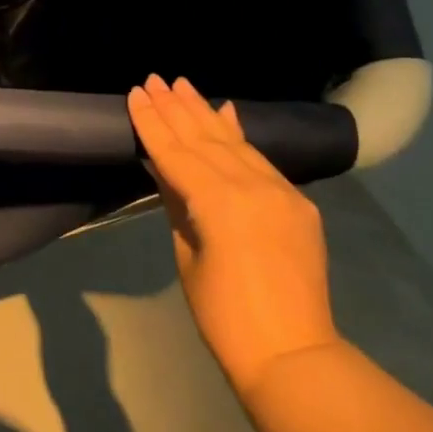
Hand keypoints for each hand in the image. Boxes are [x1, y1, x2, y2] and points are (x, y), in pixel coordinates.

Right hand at [127, 75, 338, 396]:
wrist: (291, 352)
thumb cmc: (222, 315)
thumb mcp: (187, 254)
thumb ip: (178, 203)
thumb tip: (165, 168)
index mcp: (218, 203)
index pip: (176, 153)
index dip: (152, 123)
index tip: (135, 94)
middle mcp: (252, 187)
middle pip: (205, 139)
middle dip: (176, 108)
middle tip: (154, 79)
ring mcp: (280, 192)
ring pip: (233, 143)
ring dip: (205, 113)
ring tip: (182, 85)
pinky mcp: (297, 202)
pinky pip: (261, 159)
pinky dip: (240, 134)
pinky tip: (227, 112)